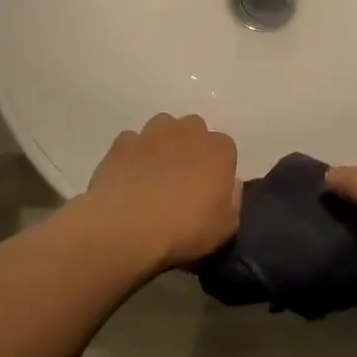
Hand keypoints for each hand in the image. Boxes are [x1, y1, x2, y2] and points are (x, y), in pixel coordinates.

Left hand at [77, 113, 238, 269]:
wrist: (128, 226)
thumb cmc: (185, 227)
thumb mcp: (226, 227)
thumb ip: (233, 201)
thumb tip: (231, 186)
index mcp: (219, 149)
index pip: (226, 149)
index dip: (218, 169)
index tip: (210, 190)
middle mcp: (189, 131)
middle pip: (194, 131)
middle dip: (191, 148)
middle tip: (183, 180)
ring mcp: (153, 133)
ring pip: (163, 128)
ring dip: (162, 145)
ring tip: (154, 175)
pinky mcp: (123, 142)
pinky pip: (133, 143)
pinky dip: (133, 155)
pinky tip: (129, 178)